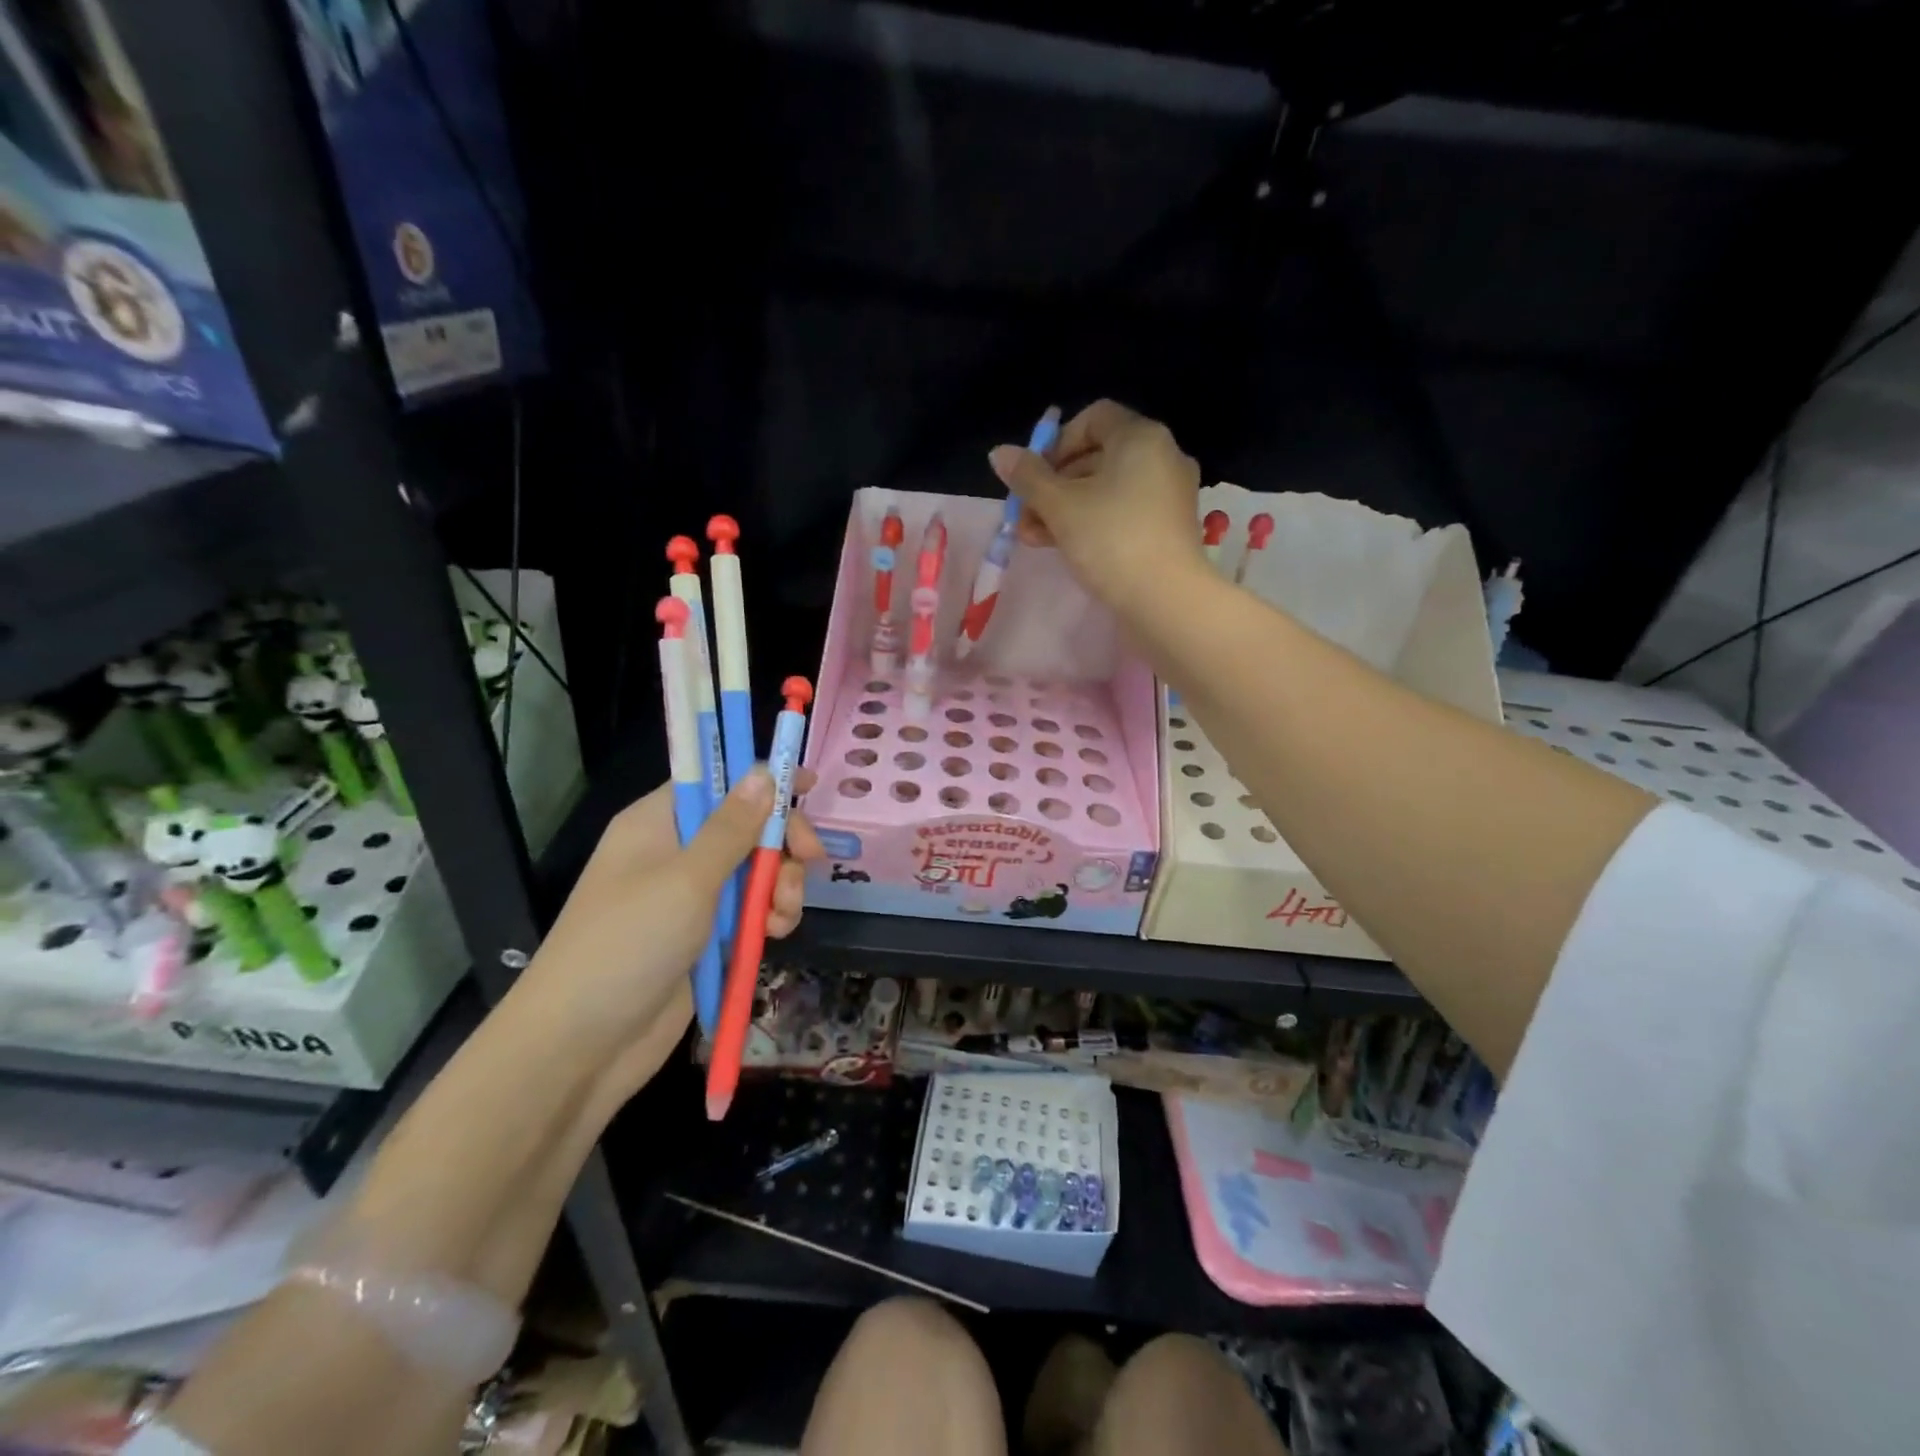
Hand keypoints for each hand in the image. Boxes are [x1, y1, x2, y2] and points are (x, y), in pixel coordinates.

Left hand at [518, 767, 824, 1094]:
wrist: (581, 1046)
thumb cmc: (629, 945)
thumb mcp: (687, 880)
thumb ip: (732, 828)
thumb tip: (762, 771)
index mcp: (659, 823)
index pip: (718, 782)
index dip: (762, 780)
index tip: (808, 784)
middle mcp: (676, 852)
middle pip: (746, 827)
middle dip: (781, 844)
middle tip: (810, 860)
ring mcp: (690, 897)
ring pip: (755, 871)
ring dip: (780, 886)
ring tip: (782, 916)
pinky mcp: (704, 937)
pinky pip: (749, 911)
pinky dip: (769, 918)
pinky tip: (774, 935)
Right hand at [988, 400, 1203, 611]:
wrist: (1166, 599)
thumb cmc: (1110, 540)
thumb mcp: (1059, 506)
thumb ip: (1027, 477)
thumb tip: (999, 452)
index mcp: (1140, 437)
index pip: (1093, 418)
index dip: (1056, 443)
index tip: (1034, 476)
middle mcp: (1162, 456)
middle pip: (1096, 457)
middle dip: (1053, 485)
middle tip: (1024, 516)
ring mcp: (1169, 494)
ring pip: (1107, 489)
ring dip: (1065, 509)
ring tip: (1034, 539)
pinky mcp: (1168, 527)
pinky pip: (1124, 512)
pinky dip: (1093, 523)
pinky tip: (1065, 548)